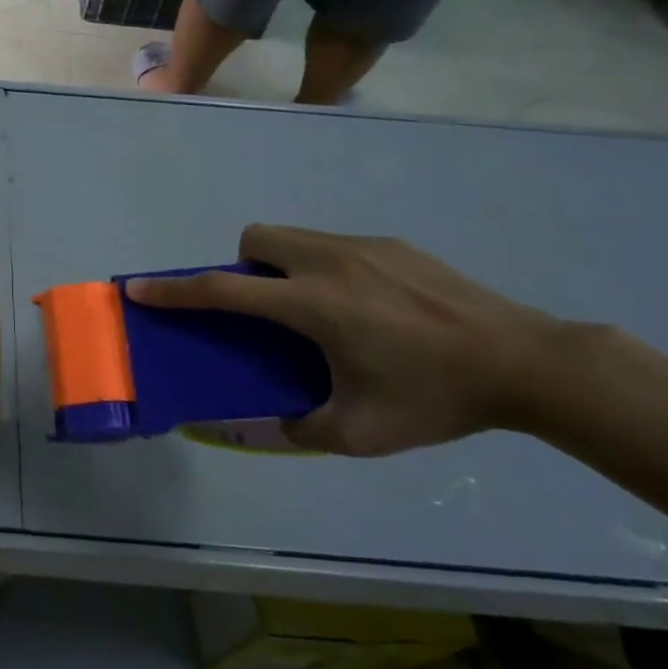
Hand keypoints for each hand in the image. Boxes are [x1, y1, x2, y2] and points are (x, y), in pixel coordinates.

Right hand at [123, 226, 568, 456]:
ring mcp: (363, 247)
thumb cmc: (435, 398)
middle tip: (267, 308)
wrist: (529, 363)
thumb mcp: (361, 432)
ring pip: (293, 236)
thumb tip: (265, 423)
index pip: (223, 290)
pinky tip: (367, 307)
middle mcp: (328, 262)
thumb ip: (299, 428)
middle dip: (242, 265)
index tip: (138, 287)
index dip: (174, 290)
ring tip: (316, 309)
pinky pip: (333, 244)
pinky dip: (322, 266)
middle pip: (254, 238)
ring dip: (280, 263)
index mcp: (312, 305)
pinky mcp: (394, 245)